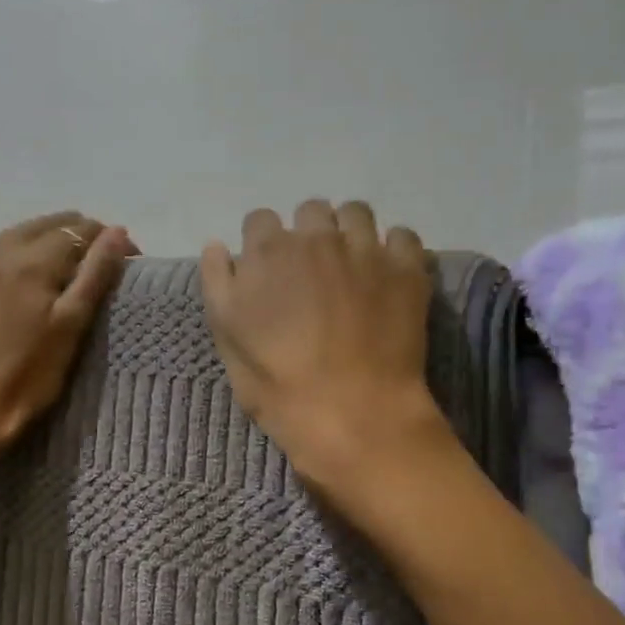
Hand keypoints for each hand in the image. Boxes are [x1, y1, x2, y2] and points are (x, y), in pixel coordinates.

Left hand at [0, 212, 136, 457]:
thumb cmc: (32, 373)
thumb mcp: (73, 323)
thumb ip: (96, 273)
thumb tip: (117, 231)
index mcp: (33, 260)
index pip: (82, 230)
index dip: (111, 240)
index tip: (131, 263)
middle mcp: (3, 251)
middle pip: (54, 223)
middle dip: (85, 236)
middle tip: (107, 266)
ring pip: (27, 231)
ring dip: (57, 239)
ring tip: (78, 268)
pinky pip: (5, 246)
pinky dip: (29, 247)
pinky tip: (39, 270)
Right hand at [200, 200, 444, 487]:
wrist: (352, 414)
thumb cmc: (279, 383)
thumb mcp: (227, 339)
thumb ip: (218, 285)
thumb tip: (218, 246)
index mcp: (268, 252)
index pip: (259, 220)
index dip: (262, 242)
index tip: (269, 269)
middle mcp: (317, 238)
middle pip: (310, 210)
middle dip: (308, 232)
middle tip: (312, 270)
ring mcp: (365, 250)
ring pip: (356, 212)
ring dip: (349, 231)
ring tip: (352, 264)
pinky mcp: (406, 269)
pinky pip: (403, 235)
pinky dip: (393, 249)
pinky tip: (387, 275)